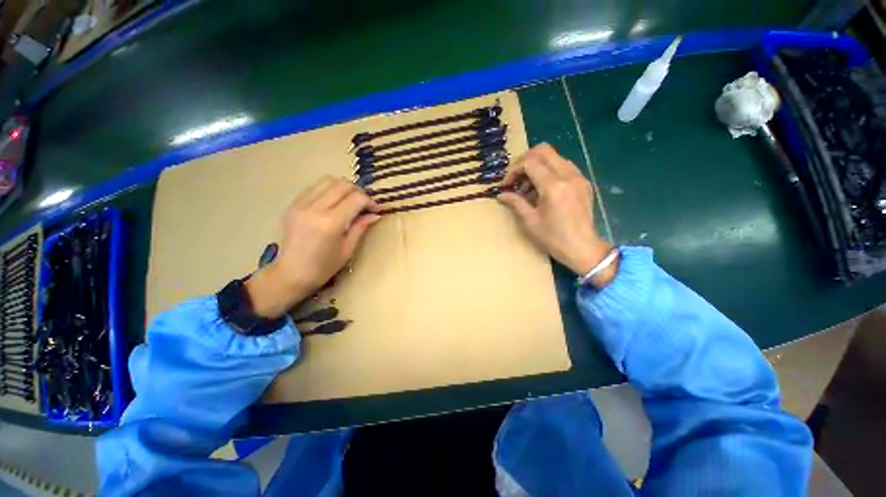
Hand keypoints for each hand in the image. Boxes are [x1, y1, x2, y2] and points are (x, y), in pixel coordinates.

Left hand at [246, 177, 380, 317]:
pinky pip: (315, 187)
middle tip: (364, 205)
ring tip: (349, 202)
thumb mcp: (348, 249)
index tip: (375, 210)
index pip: (356, 198)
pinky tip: (333, 204)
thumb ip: (361, 227)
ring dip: (343, 188)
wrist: (291, 273)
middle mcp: (315, 208)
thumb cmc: (324, 267)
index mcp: (331, 223)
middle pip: (343, 184)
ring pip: (328, 180)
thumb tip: (376, 214)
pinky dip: (329, 190)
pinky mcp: (293, 204)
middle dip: (358, 192)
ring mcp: (301, 204)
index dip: (370, 201)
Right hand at [497, 143, 617, 286]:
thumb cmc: (553, 238)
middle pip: (543, 150)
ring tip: (527, 188)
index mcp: (553, 186)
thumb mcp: (530, 221)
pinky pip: (563, 166)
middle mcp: (568, 175)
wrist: (582, 248)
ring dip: (537, 166)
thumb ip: (515, 203)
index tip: (507, 186)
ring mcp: (578, 177)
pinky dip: (549, 172)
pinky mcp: (583, 182)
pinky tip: (542, 190)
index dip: (514, 171)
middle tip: (516, 179)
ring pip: (554, 157)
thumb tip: (501, 195)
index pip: (529, 163)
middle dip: (524, 161)